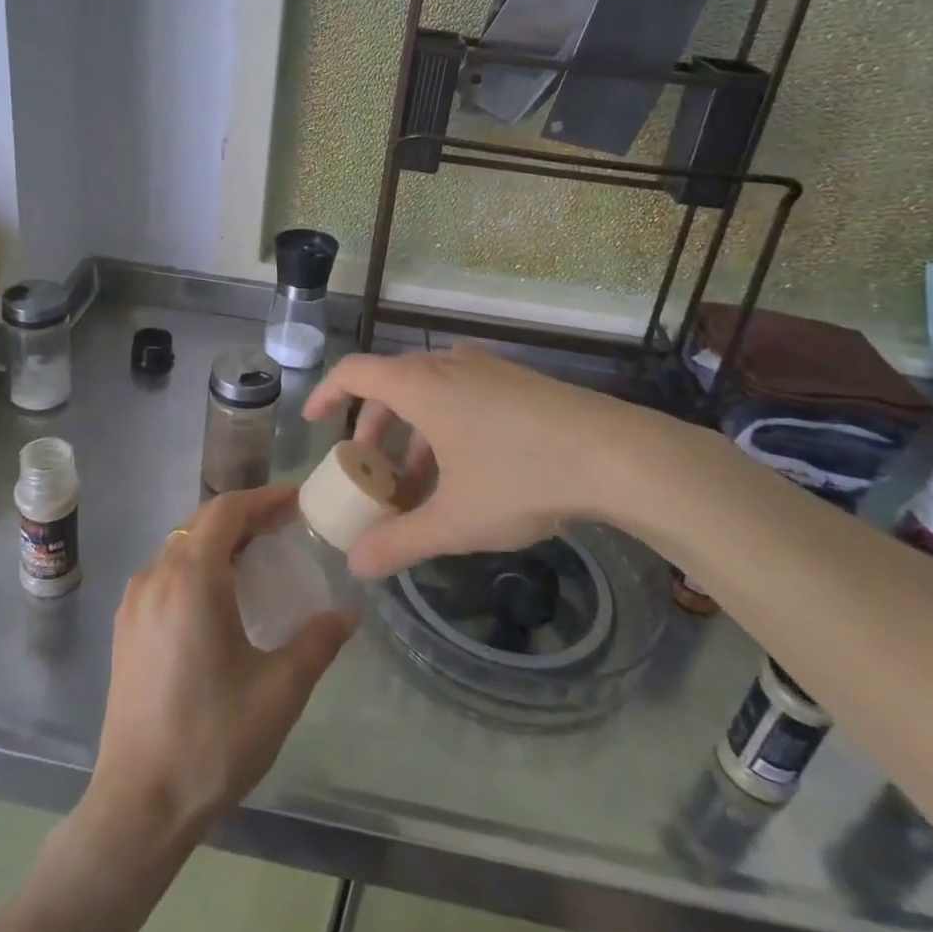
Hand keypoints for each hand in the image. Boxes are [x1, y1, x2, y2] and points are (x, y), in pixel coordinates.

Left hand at [87, 485, 355, 845]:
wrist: (138, 804)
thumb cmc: (212, 740)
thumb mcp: (279, 691)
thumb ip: (317, 642)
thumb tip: (350, 613)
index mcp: (191, 579)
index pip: (226, 511)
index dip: (263, 499)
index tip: (297, 501)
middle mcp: (156, 576)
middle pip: (201, 523)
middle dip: (245, 517)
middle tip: (286, 526)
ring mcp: (135, 601)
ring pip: (180, 546)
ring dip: (219, 540)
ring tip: (258, 557)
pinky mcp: (126, 627)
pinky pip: (165, 572)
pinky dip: (197, 564)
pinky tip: (220, 596)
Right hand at [304, 345, 734, 577]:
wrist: (619, 455)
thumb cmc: (521, 477)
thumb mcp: (454, 519)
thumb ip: (400, 542)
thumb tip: (357, 567)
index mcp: (420, 384)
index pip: (353, 372)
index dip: (326, 394)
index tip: (313, 423)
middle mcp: (448, 364)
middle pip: (390, 386)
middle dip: (373, 430)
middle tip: (371, 472)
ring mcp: (487, 369)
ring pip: (430, 393)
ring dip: (412, 434)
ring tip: (421, 484)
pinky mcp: (518, 382)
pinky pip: (462, 395)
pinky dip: (445, 427)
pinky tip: (468, 473)